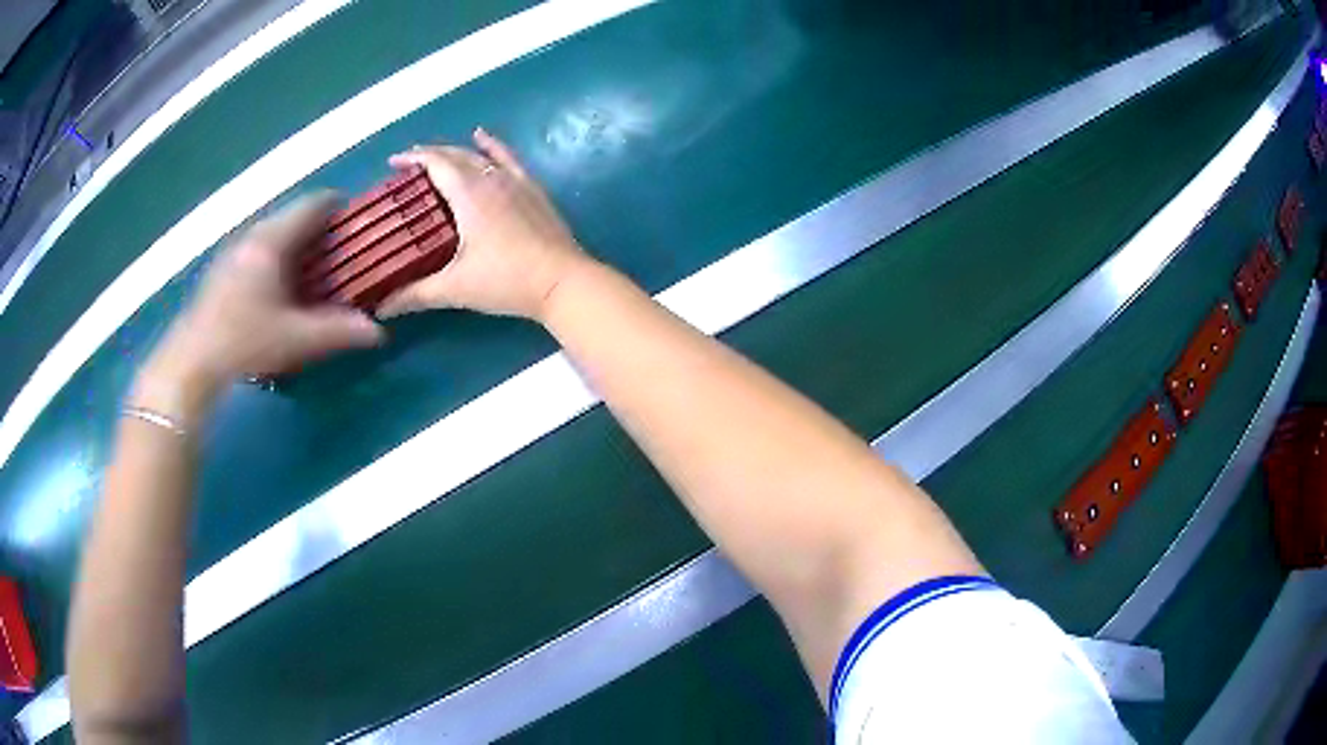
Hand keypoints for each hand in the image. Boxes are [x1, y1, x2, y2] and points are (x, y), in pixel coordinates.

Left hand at [135, 195, 383, 421]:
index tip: (357, 220)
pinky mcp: (221, 268)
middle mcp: (253, 235)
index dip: (339, 206)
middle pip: (293, 216)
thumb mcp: (297, 339)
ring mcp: (233, 250)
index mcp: (273, 240)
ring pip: (273, 232)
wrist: (192, 361)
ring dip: (295, 243)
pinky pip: (256, 248)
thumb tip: (379, 331)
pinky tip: (276, 287)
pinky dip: (275, 256)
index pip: (313, 204)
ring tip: (311, 269)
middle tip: (339, 251)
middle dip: (318, 229)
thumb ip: (338, 331)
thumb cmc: (245, 341)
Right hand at [377, 128, 590, 321]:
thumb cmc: (506, 281)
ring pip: (480, 155)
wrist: (562, 281)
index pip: (436, 163)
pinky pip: (507, 158)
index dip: (413, 158)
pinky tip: (482, 136)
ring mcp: (516, 180)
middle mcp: (491, 178)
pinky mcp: (533, 189)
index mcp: (469, 193)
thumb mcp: (455, 288)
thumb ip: (415, 295)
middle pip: (455, 155)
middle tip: (408, 166)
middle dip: (429, 156)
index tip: (393, 162)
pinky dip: (491, 146)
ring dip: (455, 152)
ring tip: (437, 156)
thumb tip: (381, 307)